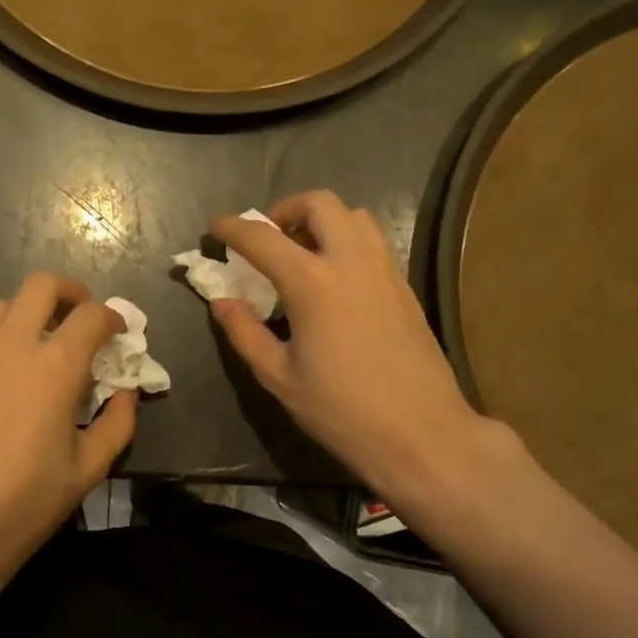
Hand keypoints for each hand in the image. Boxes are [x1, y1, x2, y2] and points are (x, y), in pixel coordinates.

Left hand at [0, 273, 135, 589]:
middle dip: (70, 293)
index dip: (113, 318)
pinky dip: (4, 341)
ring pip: (4, 306)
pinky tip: (10, 380)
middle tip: (83, 319)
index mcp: (54, 365)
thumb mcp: (88, 468)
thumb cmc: (25, 501)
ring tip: (45, 344)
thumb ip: (117, 423)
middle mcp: (12, 347)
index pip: (91, 315)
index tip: (120, 334)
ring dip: (31, 312)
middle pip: (41, 286)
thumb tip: (125, 394)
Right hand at [210, 191, 493, 504]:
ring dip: (322, 221)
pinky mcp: (404, 287)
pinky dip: (346, 241)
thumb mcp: (279, 376)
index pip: (263, 238)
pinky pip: (373, 242)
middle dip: (286, 209)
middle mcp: (351, 262)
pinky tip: (334, 279)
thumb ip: (245, 332)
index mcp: (312, 283)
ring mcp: (384, 271)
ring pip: (354, 216)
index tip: (216, 227)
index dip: (234, 228)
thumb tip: (222, 301)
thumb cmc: (341, 410)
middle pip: (320, 204)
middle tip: (268, 238)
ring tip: (302, 252)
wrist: (421, 434)